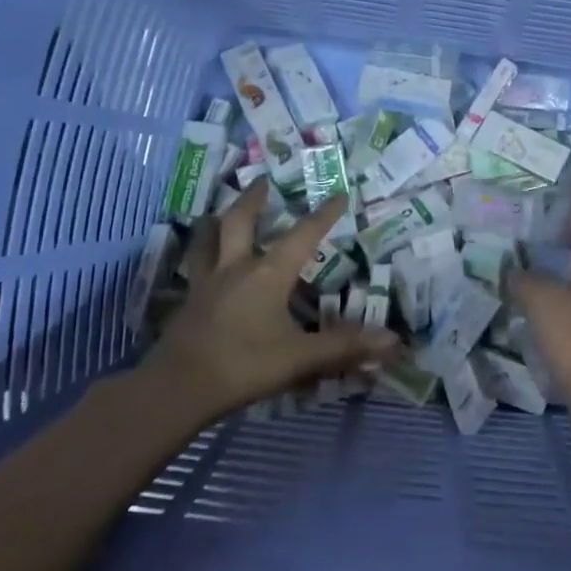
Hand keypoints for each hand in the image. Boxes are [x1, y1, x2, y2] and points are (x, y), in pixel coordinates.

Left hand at [135, 180, 397, 425]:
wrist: (176, 390)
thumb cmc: (244, 365)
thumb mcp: (300, 357)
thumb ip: (344, 346)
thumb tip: (394, 341)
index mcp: (268, 273)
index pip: (303, 234)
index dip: (324, 214)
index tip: (339, 193)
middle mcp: (236, 268)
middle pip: (240, 221)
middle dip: (254, 198)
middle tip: (263, 180)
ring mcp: (206, 284)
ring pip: (208, 240)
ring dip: (217, 221)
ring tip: (222, 211)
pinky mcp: (188, 304)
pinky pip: (196, 268)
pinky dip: (203, 257)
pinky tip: (206, 266)